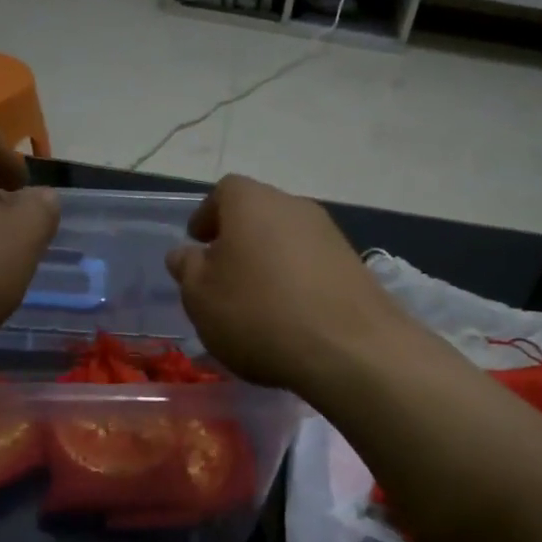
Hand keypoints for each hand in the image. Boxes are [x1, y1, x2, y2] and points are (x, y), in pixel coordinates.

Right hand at [165, 175, 410, 393]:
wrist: (350, 348)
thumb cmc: (259, 314)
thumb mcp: (201, 297)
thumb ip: (188, 269)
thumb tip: (186, 253)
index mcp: (252, 202)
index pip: (223, 192)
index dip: (207, 216)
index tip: (197, 242)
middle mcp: (294, 206)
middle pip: (258, 214)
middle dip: (238, 241)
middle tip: (223, 276)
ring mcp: (330, 235)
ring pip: (287, 240)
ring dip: (269, 263)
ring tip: (256, 303)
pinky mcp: (354, 266)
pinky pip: (312, 266)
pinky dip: (296, 283)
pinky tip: (290, 317)